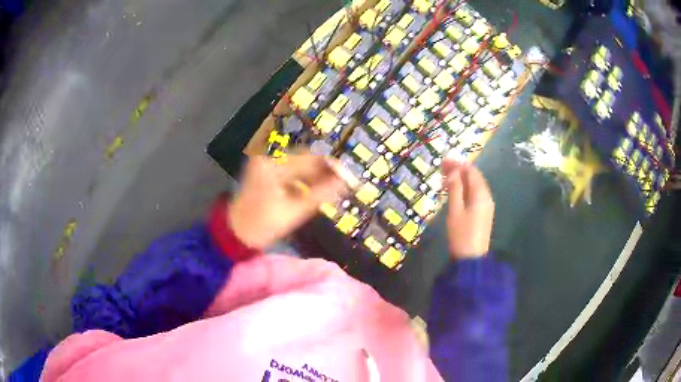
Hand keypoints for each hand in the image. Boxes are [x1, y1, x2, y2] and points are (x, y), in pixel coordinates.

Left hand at [229, 154, 348, 248]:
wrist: (236, 233)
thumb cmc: (262, 224)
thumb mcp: (295, 210)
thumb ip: (321, 193)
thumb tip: (346, 181)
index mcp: (273, 162)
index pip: (310, 157)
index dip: (332, 166)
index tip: (349, 176)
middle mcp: (269, 156)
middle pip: (306, 159)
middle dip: (326, 171)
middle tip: (345, 183)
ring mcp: (267, 162)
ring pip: (301, 165)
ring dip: (317, 175)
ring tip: (334, 187)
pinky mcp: (268, 171)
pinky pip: (293, 171)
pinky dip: (305, 180)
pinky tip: (317, 189)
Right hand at [442, 159, 494, 258]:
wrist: (471, 258)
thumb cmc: (461, 234)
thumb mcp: (455, 210)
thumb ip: (455, 189)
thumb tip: (453, 172)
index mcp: (481, 194)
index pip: (471, 172)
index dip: (457, 164)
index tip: (443, 161)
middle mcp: (486, 197)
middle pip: (474, 177)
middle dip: (459, 170)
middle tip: (441, 168)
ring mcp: (486, 205)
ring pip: (474, 186)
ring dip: (461, 179)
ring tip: (445, 179)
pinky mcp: (483, 213)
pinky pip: (474, 194)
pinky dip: (464, 189)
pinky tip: (454, 191)